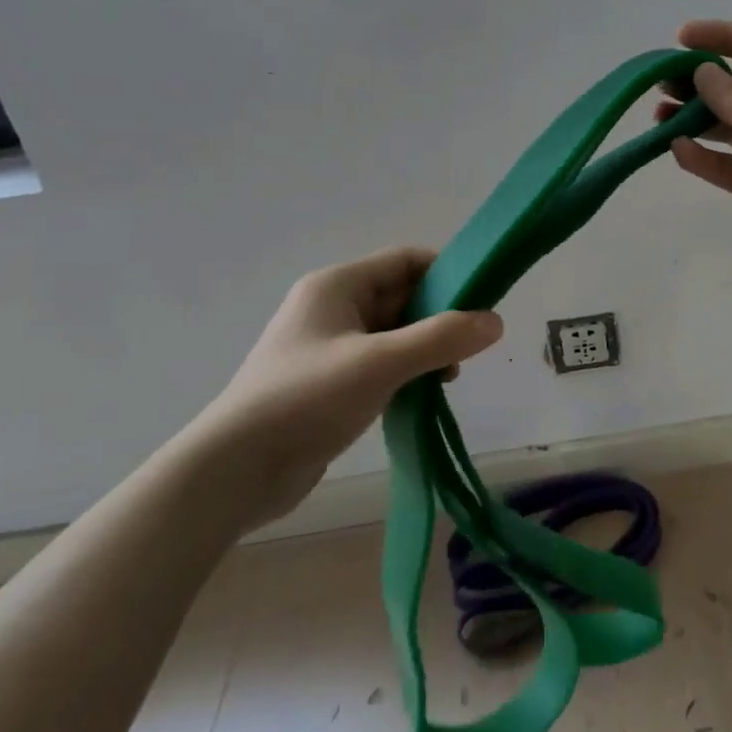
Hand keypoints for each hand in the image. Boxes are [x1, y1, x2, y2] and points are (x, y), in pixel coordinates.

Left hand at [176, 248, 502, 529]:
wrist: (235, 471)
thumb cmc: (307, 400)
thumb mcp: (381, 363)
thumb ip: (441, 338)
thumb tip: (496, 321)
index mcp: (337, 286)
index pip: (406, 261)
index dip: (447, 273)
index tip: (482, 301)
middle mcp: (332, 307)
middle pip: (402, 296)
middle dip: (440, 317)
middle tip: (470, 348)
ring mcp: (329, 346)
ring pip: (394, 333)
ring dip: (426, 348)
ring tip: (448, 377)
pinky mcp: (329, 382)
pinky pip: (380, 363)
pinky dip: (406, 371)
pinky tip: (422, 394)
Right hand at [662, 21, 731, 277]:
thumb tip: (701, 77)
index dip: (722, 38)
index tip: (681, 38)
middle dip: (699, 83)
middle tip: (659, 82)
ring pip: (726, 128)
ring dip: (694, 120)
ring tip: (657, 115)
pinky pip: (727, 167)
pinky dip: (702, 158)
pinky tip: (677, 148)